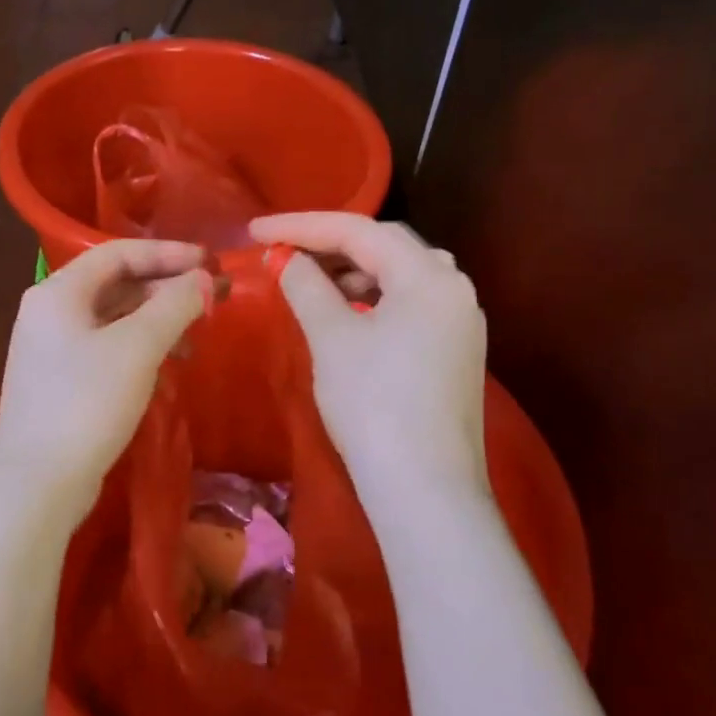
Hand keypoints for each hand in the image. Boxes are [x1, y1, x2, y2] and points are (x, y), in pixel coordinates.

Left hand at [0, 238, 210, 527]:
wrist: (37, 484)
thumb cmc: (85, 403)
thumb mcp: (136, 348)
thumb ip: (174, 306)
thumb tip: (204, 279)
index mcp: (58, 292)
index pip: (117, 253)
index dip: (167, 253)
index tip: (209, 264)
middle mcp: (50, 312)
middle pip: (116, 283)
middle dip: (166, 287)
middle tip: (212, 297)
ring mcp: (52, 349)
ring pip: (114, 318)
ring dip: (157, 319)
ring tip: (196, 335)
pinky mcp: (61, 381)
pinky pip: (107, 347)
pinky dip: (141, 347)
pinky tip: (169, 365)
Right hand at [250, 212, 488, 511]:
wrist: (425, 490)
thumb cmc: (374, 404)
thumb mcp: (332, 338)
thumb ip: (306, 286)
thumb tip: (287, 260)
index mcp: (429, 276)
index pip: (359, 231)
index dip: (302, 225)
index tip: (255, 229)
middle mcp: (454, 288)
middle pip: (385, 246)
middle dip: (330, 244)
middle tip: (283, 250)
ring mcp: (460, 321)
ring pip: (399, 275)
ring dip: (352, 270)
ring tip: (310, 280)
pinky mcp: (455, 351)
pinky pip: (409, 304)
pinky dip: (373, 298)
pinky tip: (347, 312)